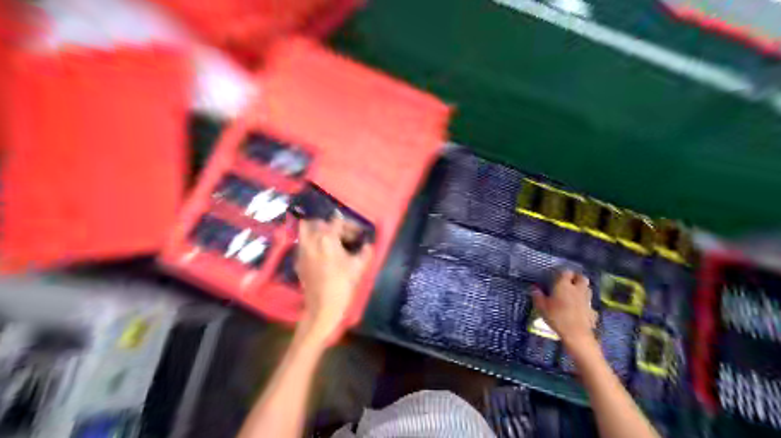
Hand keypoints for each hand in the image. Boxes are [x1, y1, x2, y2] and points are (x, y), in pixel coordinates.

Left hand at [297, 218, 372, 342]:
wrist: (322, 307)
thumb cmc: (342, 285)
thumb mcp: (358, 267)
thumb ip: (365, 252)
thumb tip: (367, 245)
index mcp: (326, 238)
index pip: (337, 221)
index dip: (350, 225)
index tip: (358, 234)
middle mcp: (311, 240)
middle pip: (317, 222)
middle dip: (330, 225)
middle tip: (342, 235)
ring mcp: (302, 250)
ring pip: (306, 230)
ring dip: (317, 231)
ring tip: (329, 240)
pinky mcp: (298, 261)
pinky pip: (303, 244)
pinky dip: (311, 243)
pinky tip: (321, 254)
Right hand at [530, 268, 599, 346]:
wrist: (576, 334)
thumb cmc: (557, 317)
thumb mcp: (541, 307)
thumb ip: (537, 296)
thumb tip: (534, 288)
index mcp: (564, 285)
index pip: (566, 272)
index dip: (562, 273)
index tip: (556, 276)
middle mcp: (577, 288)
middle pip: (581, 277)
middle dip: (576, 278)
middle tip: (569, 282)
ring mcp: (587, 299)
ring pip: (587, 288)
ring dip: (582, 288)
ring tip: (574, 294)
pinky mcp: (592, 310)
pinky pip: (589, 303)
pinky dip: (585, 303)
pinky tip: (580, 308)